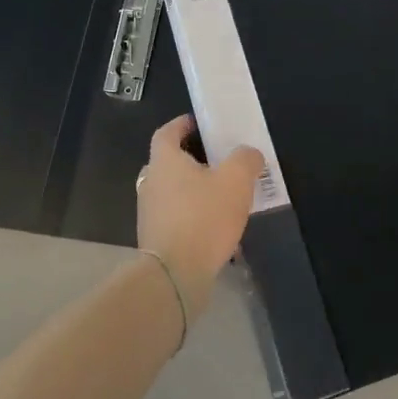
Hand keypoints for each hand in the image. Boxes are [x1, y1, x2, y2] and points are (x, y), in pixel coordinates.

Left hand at [137, 115, 264, 309]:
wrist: (175, 275)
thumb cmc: (204, 217)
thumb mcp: (236, 180)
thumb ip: (245, 159)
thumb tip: (248, 154)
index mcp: (165, 161)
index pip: (166, 132)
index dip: (182, 125)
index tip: (199, 124)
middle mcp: (150, 182)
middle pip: (168, 162)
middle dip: (191, 159)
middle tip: (217, 161)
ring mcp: (149, 212)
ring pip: (171, 191)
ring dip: (192, 189)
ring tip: (221, 195)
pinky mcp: (155, 239)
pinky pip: (175, 216)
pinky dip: (191, 214)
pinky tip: (214, 226)